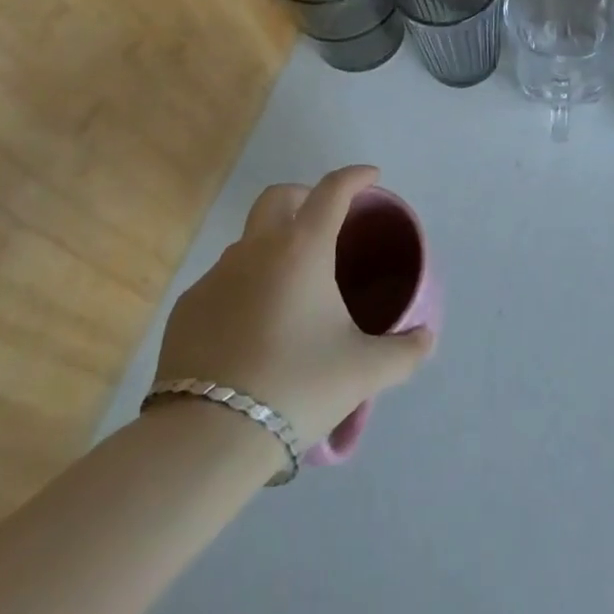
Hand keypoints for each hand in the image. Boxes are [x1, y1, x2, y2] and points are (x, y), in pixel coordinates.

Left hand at [151, 165, 434, 448]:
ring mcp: (216, 276)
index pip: (332, 191)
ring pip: (248, 241)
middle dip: (304, 197)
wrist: (206, 437)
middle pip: (279, 197)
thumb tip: (426, 338)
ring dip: (273, 247)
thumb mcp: (362, 372)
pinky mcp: (188, 308)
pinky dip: (243, 288)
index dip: (355, 177)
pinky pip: (223, 282)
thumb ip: (403, 352)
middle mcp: (257, 249)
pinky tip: (252, 327)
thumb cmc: (296, 386)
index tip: (371, 177)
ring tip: (291, 289)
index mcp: (303, 249)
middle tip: (325, 222)